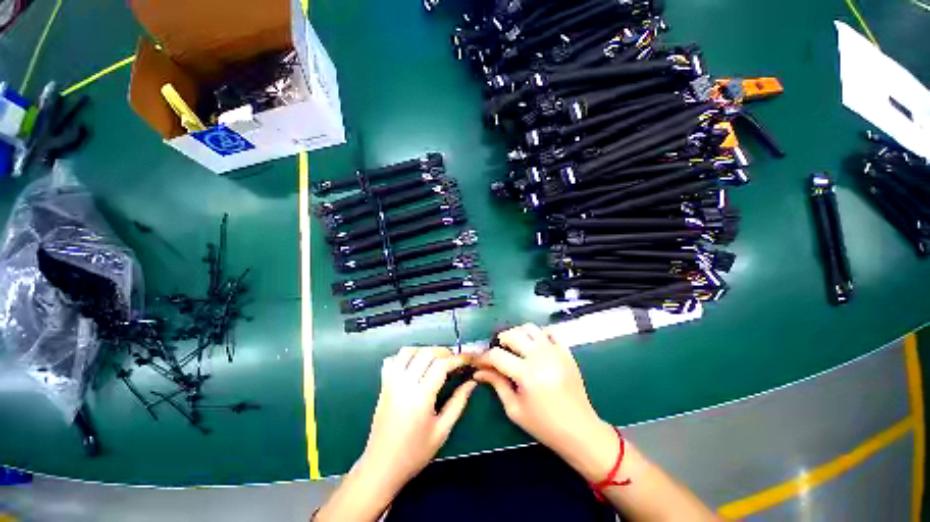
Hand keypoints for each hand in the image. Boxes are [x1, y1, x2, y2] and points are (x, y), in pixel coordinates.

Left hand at [360, 346, 476, 488]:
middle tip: (454, 361)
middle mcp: (405, 384)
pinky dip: (405, 356)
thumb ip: (458, 403)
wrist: (381, 467)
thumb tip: (471, 382)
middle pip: (426, 353)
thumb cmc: (414, 453)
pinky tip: (414, 364)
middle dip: (444, 352)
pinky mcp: (383, 385)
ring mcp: (391, 383)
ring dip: (424, 350)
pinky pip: (393, 360)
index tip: (468, 359)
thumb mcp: (442, 431)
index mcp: (421, 396)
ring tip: (435, 360)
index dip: (457, 358)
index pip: (441, 365)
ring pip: (408, 351)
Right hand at [474, 324, 615, 479]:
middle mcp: (540, 356)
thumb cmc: (544, 424)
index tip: (479, 362)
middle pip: (512, 334)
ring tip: (516, 347)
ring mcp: (555, 351)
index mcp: (526, 374)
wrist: (579, 430)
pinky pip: (549, 333)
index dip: (484, 357)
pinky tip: (535, 347)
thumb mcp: (514, 408)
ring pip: (530, 328)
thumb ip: (496, 384)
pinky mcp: (566, 352)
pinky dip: (538, 335)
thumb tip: (479, 371)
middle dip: (500, 341)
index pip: (497, 355)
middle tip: (498, 353)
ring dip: (518, 334)